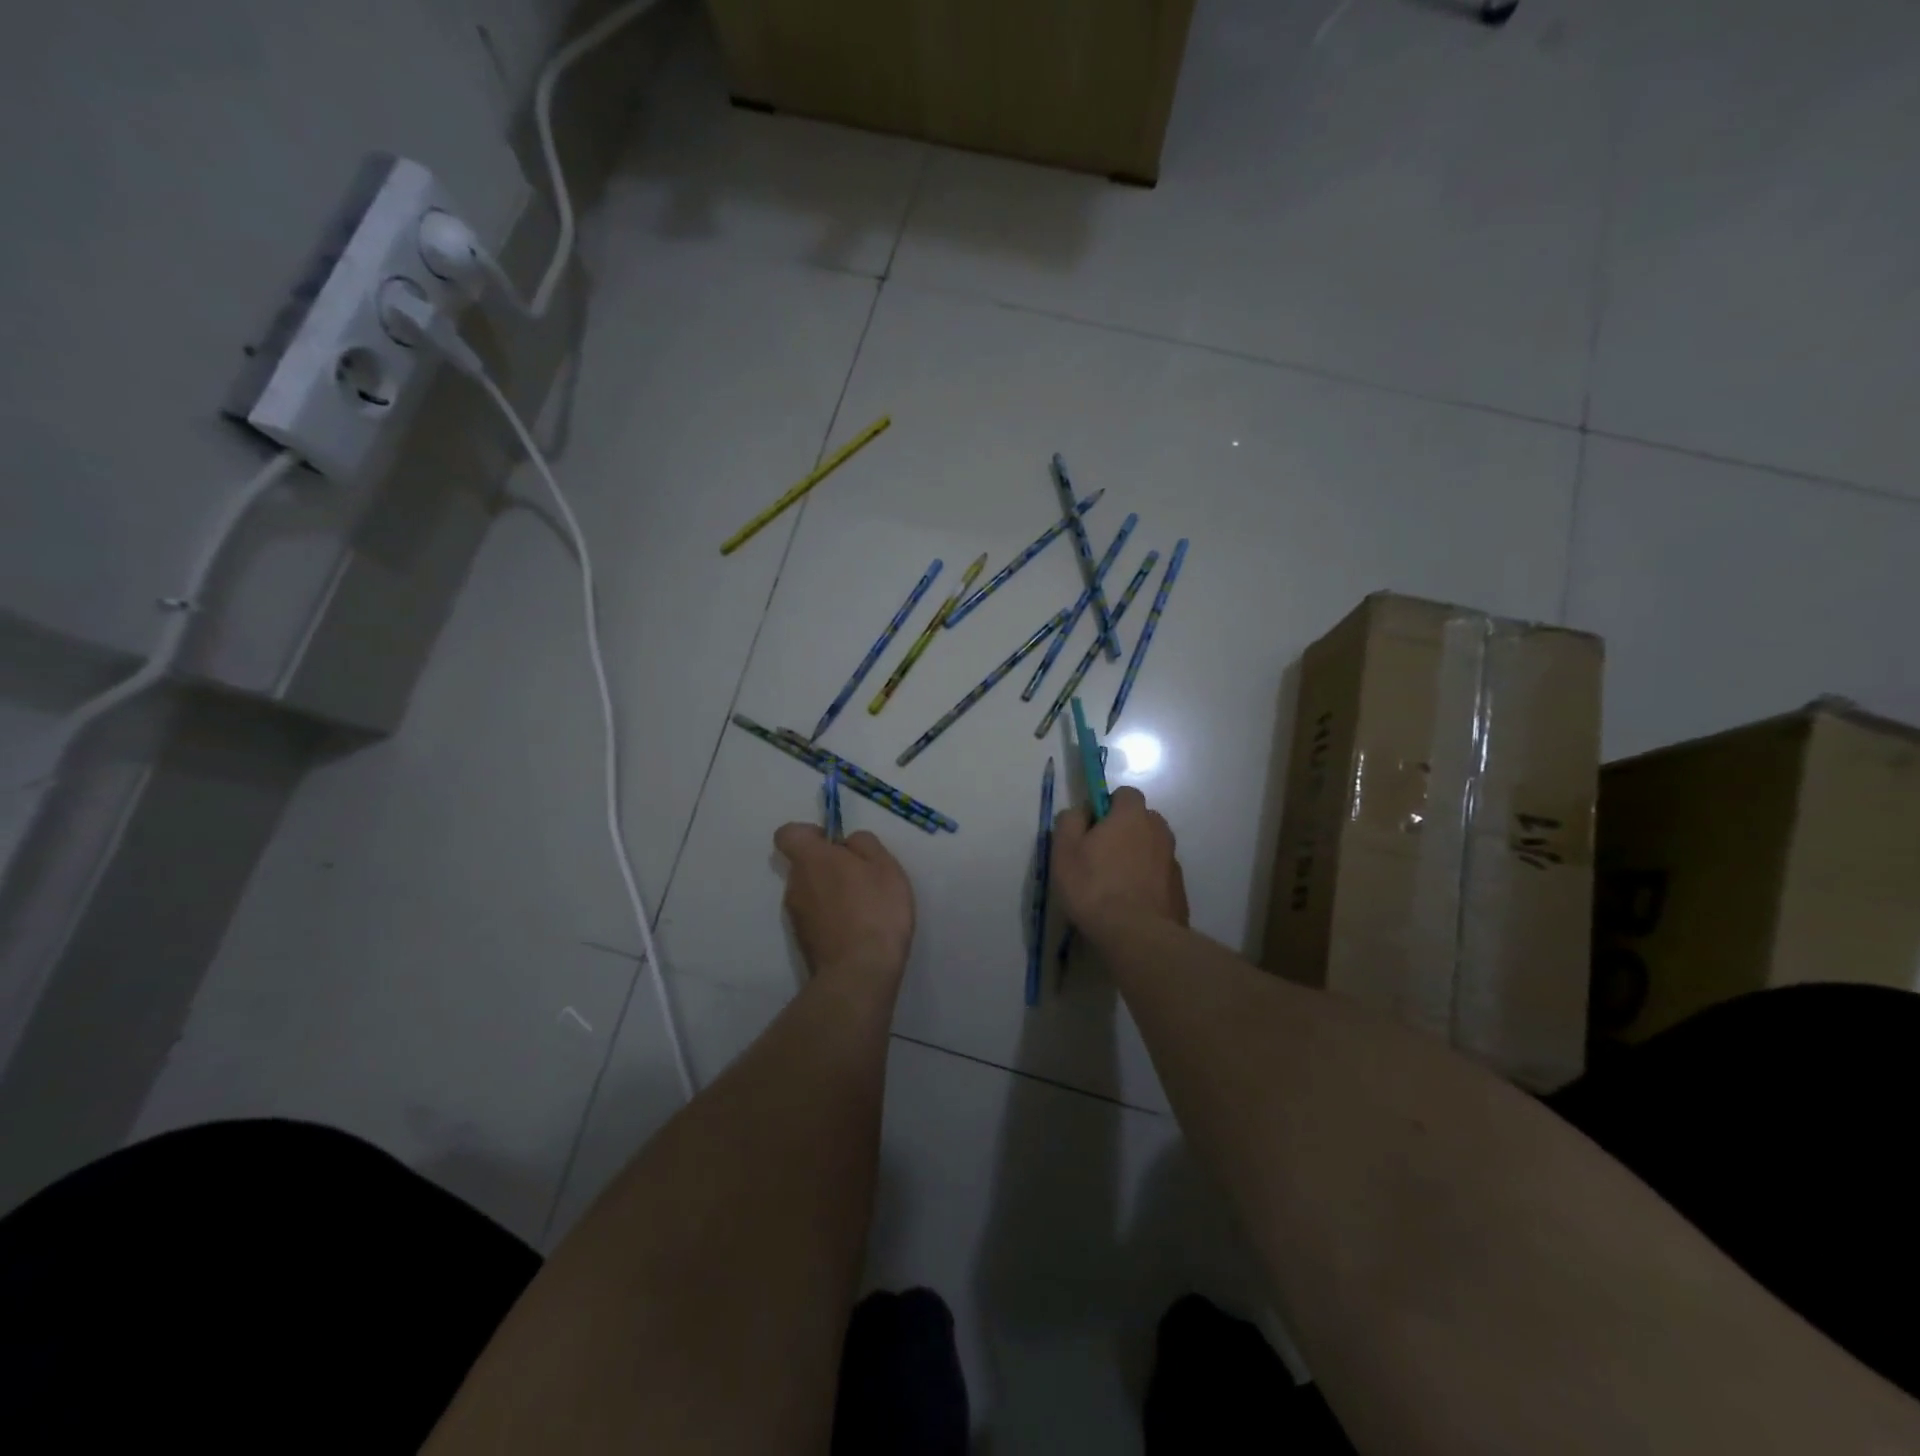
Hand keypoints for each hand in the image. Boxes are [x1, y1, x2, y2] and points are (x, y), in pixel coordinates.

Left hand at [772, 824, 915, 996]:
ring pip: (811, 892)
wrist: (859, 973)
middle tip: (862, 876)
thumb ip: (865, 844)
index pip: (788, 833)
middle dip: (828, 865)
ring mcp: (796, 916)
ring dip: (831, 893)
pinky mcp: (803, 941)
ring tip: (865, 906)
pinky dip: (832, 917)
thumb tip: (849, 842)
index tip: (836, 844)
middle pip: (804, 864)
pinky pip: (816, 917)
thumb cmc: (875, 910)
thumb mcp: (885, 866)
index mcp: (811, 860)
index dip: (811, 833)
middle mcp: (795, 885)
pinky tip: (858, 928)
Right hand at [1052, 786, 1188, 939]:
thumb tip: (1082, 811)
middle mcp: (1158, 831)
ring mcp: (1173, 861)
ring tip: (1114, 884)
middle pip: (1141, 820)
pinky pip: (1158, 875)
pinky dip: (1147, 881)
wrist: (1137, 935)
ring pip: (1151, 848)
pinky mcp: (1179, 889)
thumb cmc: (1094, 887)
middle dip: (1123, 831)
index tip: (1091, 828)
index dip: (1107, 806)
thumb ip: (1070, 820)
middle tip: (1100, 856)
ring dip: (1136, 857)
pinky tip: (1130, 903)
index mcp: (1132, 816)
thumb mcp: (1064, 850)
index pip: (1125, 794)